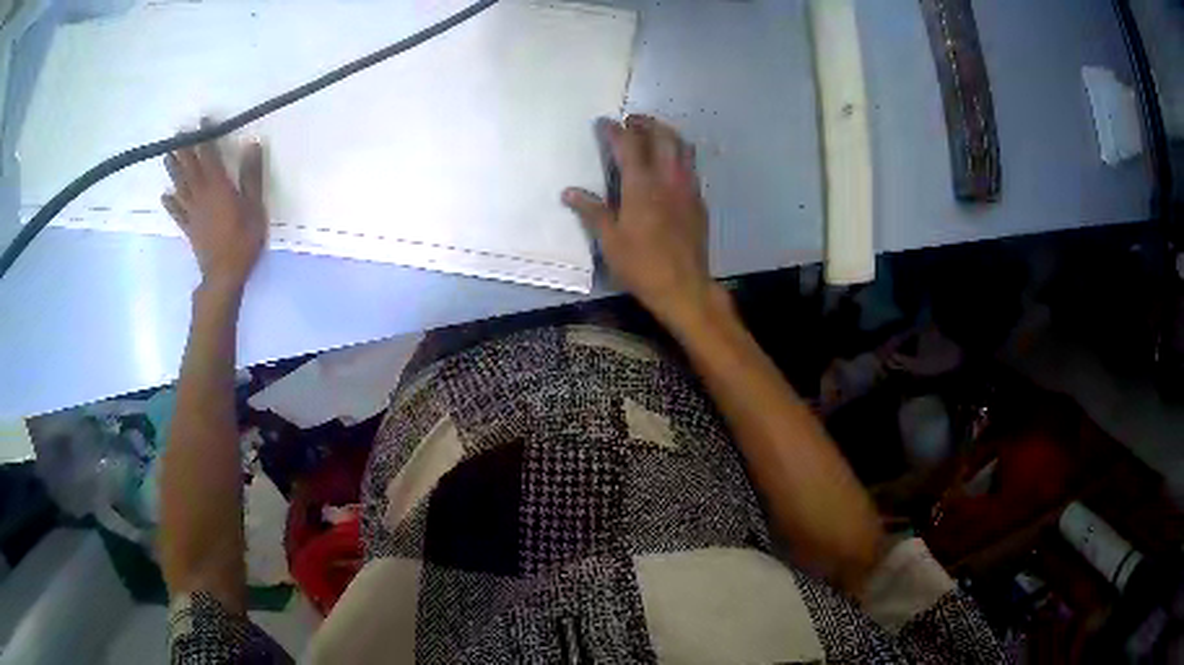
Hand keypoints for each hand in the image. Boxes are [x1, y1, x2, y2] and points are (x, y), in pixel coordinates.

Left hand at [162, 124, 266, 291]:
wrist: (224, 275)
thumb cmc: (243, 240)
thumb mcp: (255, 206)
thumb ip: (251, 175)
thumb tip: (252, 144)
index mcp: (218, 187)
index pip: (210, 156)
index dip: (205, 137)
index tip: (202, 121)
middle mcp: (202, 195)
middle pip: (190, 169)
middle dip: (184, 150)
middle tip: (177, 134)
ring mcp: (193, 213)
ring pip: (180, 187)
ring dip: (173, 171)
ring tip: (166, 156)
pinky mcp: (189, 229)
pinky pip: (178, 213)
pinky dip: (170, 204)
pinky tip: (165, 196)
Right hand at [563, 116, 719, 328]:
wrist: (683, 287)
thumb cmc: (641, 265)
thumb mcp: (609, 241)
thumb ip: (591, 211)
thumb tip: (569, 192)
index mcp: (641, 186)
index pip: (628, 145)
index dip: (615, 130)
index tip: (604, 122)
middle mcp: (668, 179)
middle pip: (662, 137)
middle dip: (646, 123)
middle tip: (632, 122)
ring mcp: (688, 188)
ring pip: (683, 148)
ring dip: (667, 134)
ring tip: (653, 134)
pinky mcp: (699, 201)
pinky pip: (691, 167)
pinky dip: (679, 155)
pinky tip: (670, 166)